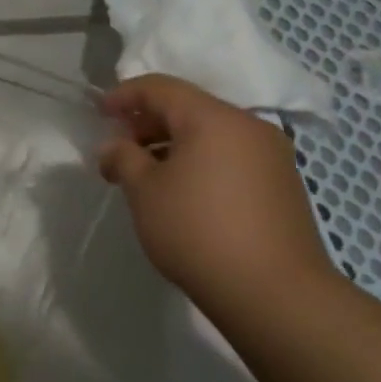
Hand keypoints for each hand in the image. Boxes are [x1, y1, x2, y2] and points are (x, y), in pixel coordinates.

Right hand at [98, 74, 336, 308]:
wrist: (274, 293)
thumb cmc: (197, 231)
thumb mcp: (144, 191)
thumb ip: (123, 158)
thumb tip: (113, 146)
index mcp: (213, 118)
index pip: (160, 88)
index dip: (124, 95)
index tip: (98, 113)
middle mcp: (248, 127)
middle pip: (188, 108)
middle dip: (147, 123)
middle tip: (118, 149)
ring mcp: (271, 156)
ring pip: (211, 134)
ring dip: (172, 144)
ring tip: (145, 174)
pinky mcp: (282, 185)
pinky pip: (230, 156)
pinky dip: (200, 161)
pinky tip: (182, 192)